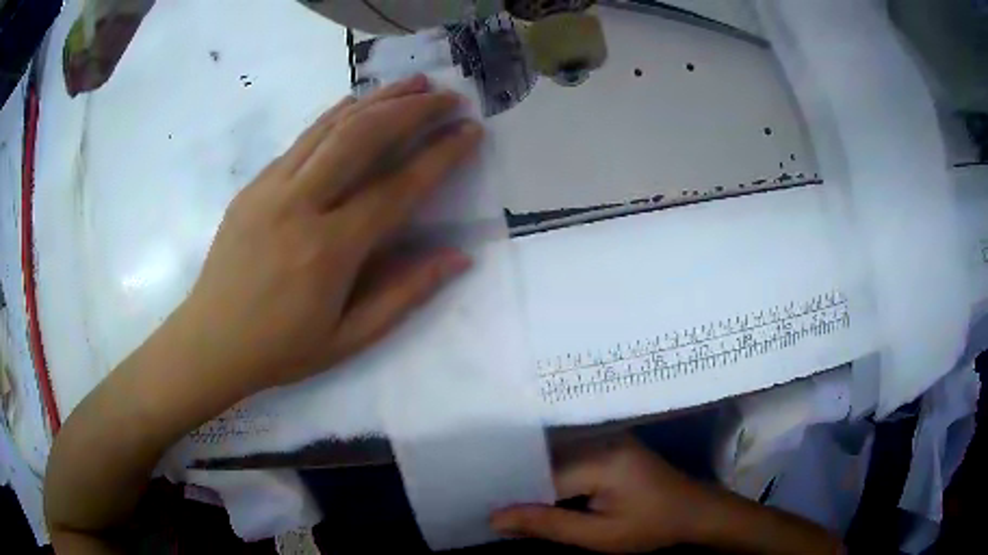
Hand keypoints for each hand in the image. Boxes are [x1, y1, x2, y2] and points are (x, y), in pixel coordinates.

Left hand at [172, 74, 481, 396]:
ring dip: (378, 99)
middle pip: (363, 137)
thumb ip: (405, 295)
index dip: (441, 154)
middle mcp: (300, 206)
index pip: (397, 187)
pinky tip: (357, 103)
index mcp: (328, 251)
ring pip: (332, 127)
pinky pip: (302, 139)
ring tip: (414, 83)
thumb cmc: (280, 349)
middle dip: (413, 109)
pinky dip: (336, 115)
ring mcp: (271, 188)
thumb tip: (458, 257)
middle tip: (449, 97)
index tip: (471, 131)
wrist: (210, 342)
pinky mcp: (254, 184)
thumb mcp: (349, 339)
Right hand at [490, 436, 715, 552]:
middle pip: (544, 459)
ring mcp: (607, 437)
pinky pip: (570, 456)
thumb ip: (548, 524)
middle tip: (491, 505)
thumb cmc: (651, 527)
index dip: (512, 492)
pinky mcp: (610, 443)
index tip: (485, 509)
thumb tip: (495, 518)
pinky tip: (541, 492)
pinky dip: (553, 475)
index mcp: (601, 458)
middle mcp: (600, 438)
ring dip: (534, 479)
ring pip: (554, 456)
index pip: (540, 472)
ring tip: (506, 499)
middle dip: (519, 483)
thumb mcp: (599, 535)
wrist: (695, 511)